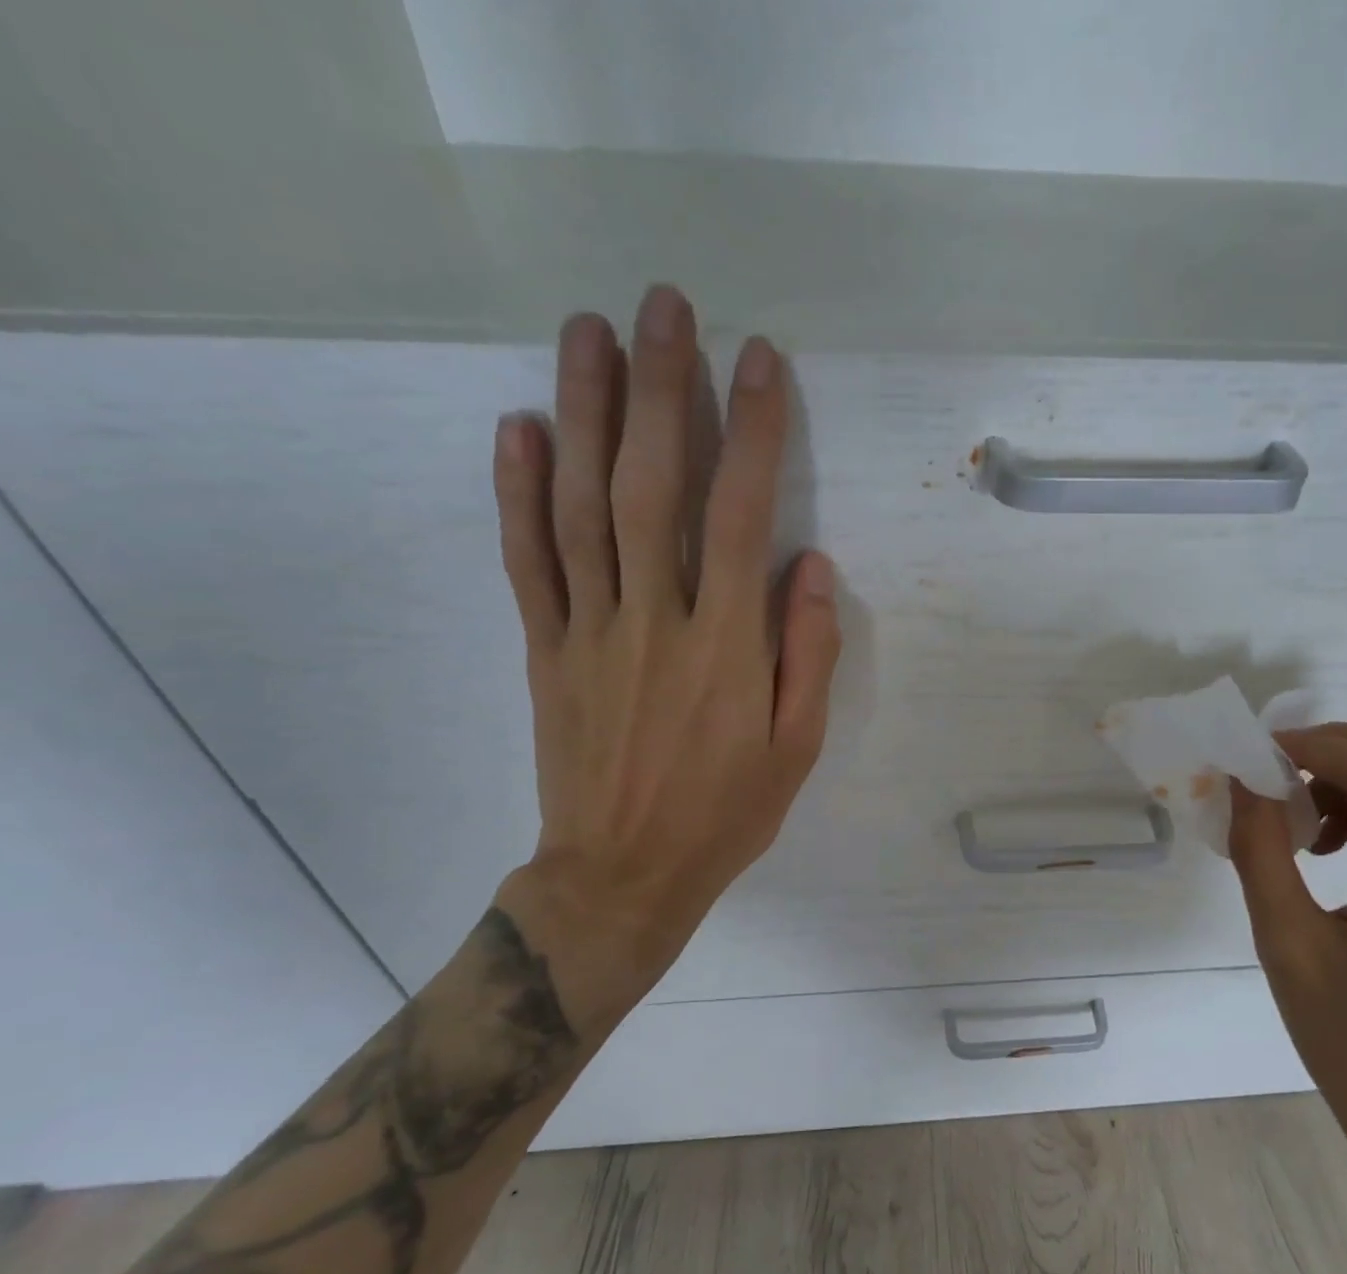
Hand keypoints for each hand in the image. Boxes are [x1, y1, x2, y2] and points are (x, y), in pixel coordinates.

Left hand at [491, 288, 839, 1025]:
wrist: (623, 874)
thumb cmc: (725, 813)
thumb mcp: (797, 748)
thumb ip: (807, 654)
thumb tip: (808, 565)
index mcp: (726, 646)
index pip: (741, 515)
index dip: (752, 432)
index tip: (759, 361)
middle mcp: (655, 619)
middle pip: (651, 486)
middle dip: (659, 389)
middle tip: (663, 305)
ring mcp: (590, 630)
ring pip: (581, 506)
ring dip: (584, 413)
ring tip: (588, 331)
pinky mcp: (546, 649)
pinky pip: (528, 561)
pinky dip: (517, 491)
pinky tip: (518, 427)